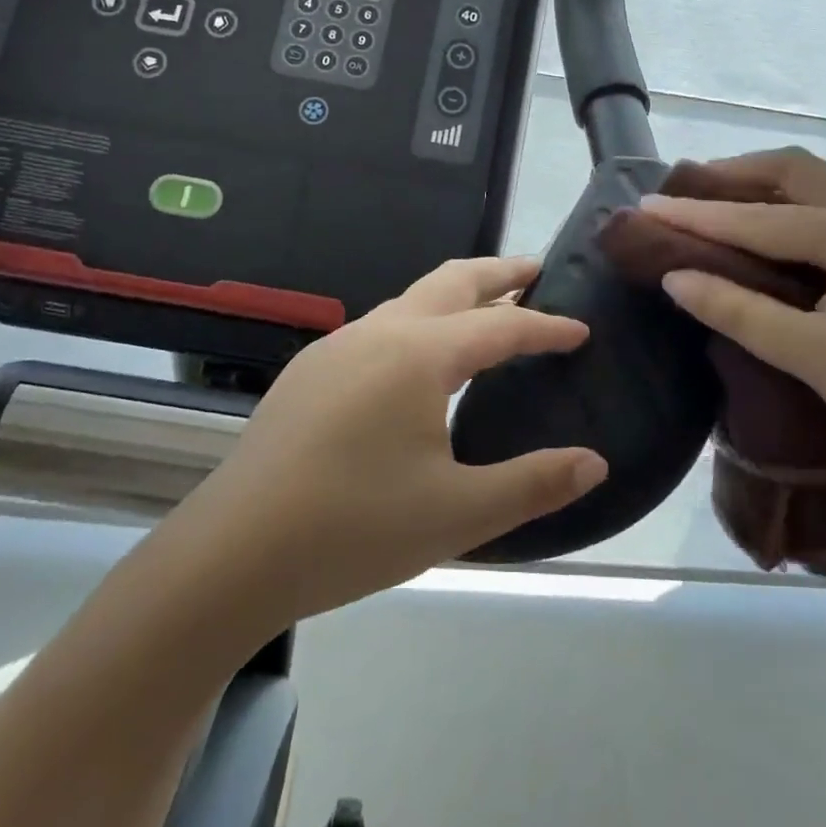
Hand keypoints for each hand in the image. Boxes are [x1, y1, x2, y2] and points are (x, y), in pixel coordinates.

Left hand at [182, 256, 607, 629]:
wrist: (231, 555)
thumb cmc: (353, 529)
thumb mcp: (458, 514)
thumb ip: (534, 483)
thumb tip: (595, 463)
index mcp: (419, 355)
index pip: (501, 326)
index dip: (546, 326)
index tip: (580, 328)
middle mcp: (378, 333)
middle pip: (451, 281)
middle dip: (498, 273)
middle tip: (537, 271)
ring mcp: (336, 348)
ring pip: (410, 301)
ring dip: (454, 297)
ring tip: (486, 314)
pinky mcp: (309, 372)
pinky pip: (380, 328)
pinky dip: (419, 324)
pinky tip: (419, 365)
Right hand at [640, 148, 825, 478]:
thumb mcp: (813, 356)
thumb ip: (739, 311)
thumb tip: (675, 278)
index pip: (763, 218)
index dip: (700, 215)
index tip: (647, 207)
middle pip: (794, 172)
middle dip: (732, 175)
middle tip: (681, 192)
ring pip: (813, 185)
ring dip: (759, 186)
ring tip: (709, 201)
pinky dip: (783, 207)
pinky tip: (758, 228)